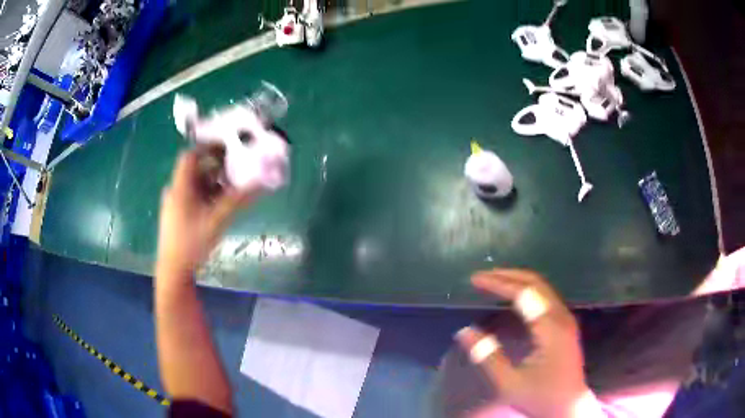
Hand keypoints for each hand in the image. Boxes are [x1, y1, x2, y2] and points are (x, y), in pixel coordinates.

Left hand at [157, 145, 257, 278]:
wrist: (173, 270)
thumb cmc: (192, 242)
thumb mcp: (217, 220)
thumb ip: (238, 201)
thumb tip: (261, 183)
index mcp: (180, 187)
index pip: (191, 156)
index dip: (208, 148)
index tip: (228, 147)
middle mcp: (176, 191)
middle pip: (195, 170)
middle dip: (216, 168)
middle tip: (236, 169)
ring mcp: (175, 204)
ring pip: (196, 185)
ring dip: (214, 183)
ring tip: (232, 188)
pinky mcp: (177, 215)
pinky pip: (194, 197)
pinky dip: (208, 195)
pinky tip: (220, 206)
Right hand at [455, 269, 589, 417]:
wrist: (569, 407)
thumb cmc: (540, 396)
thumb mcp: (509, 383)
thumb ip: (488, 357)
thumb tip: (464, 332)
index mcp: (550, 329)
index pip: (524, 293)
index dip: (499, 283)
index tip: (476, 280)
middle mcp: (561, 317)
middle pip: (535, 283)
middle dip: (507, 276)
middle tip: (481, 276)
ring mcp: (566, 319)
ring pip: (542, 287)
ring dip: (517, 280)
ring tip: (493, 282)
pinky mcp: (565, 324)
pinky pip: (545, 297)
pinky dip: (526, 290)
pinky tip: (513, 298)